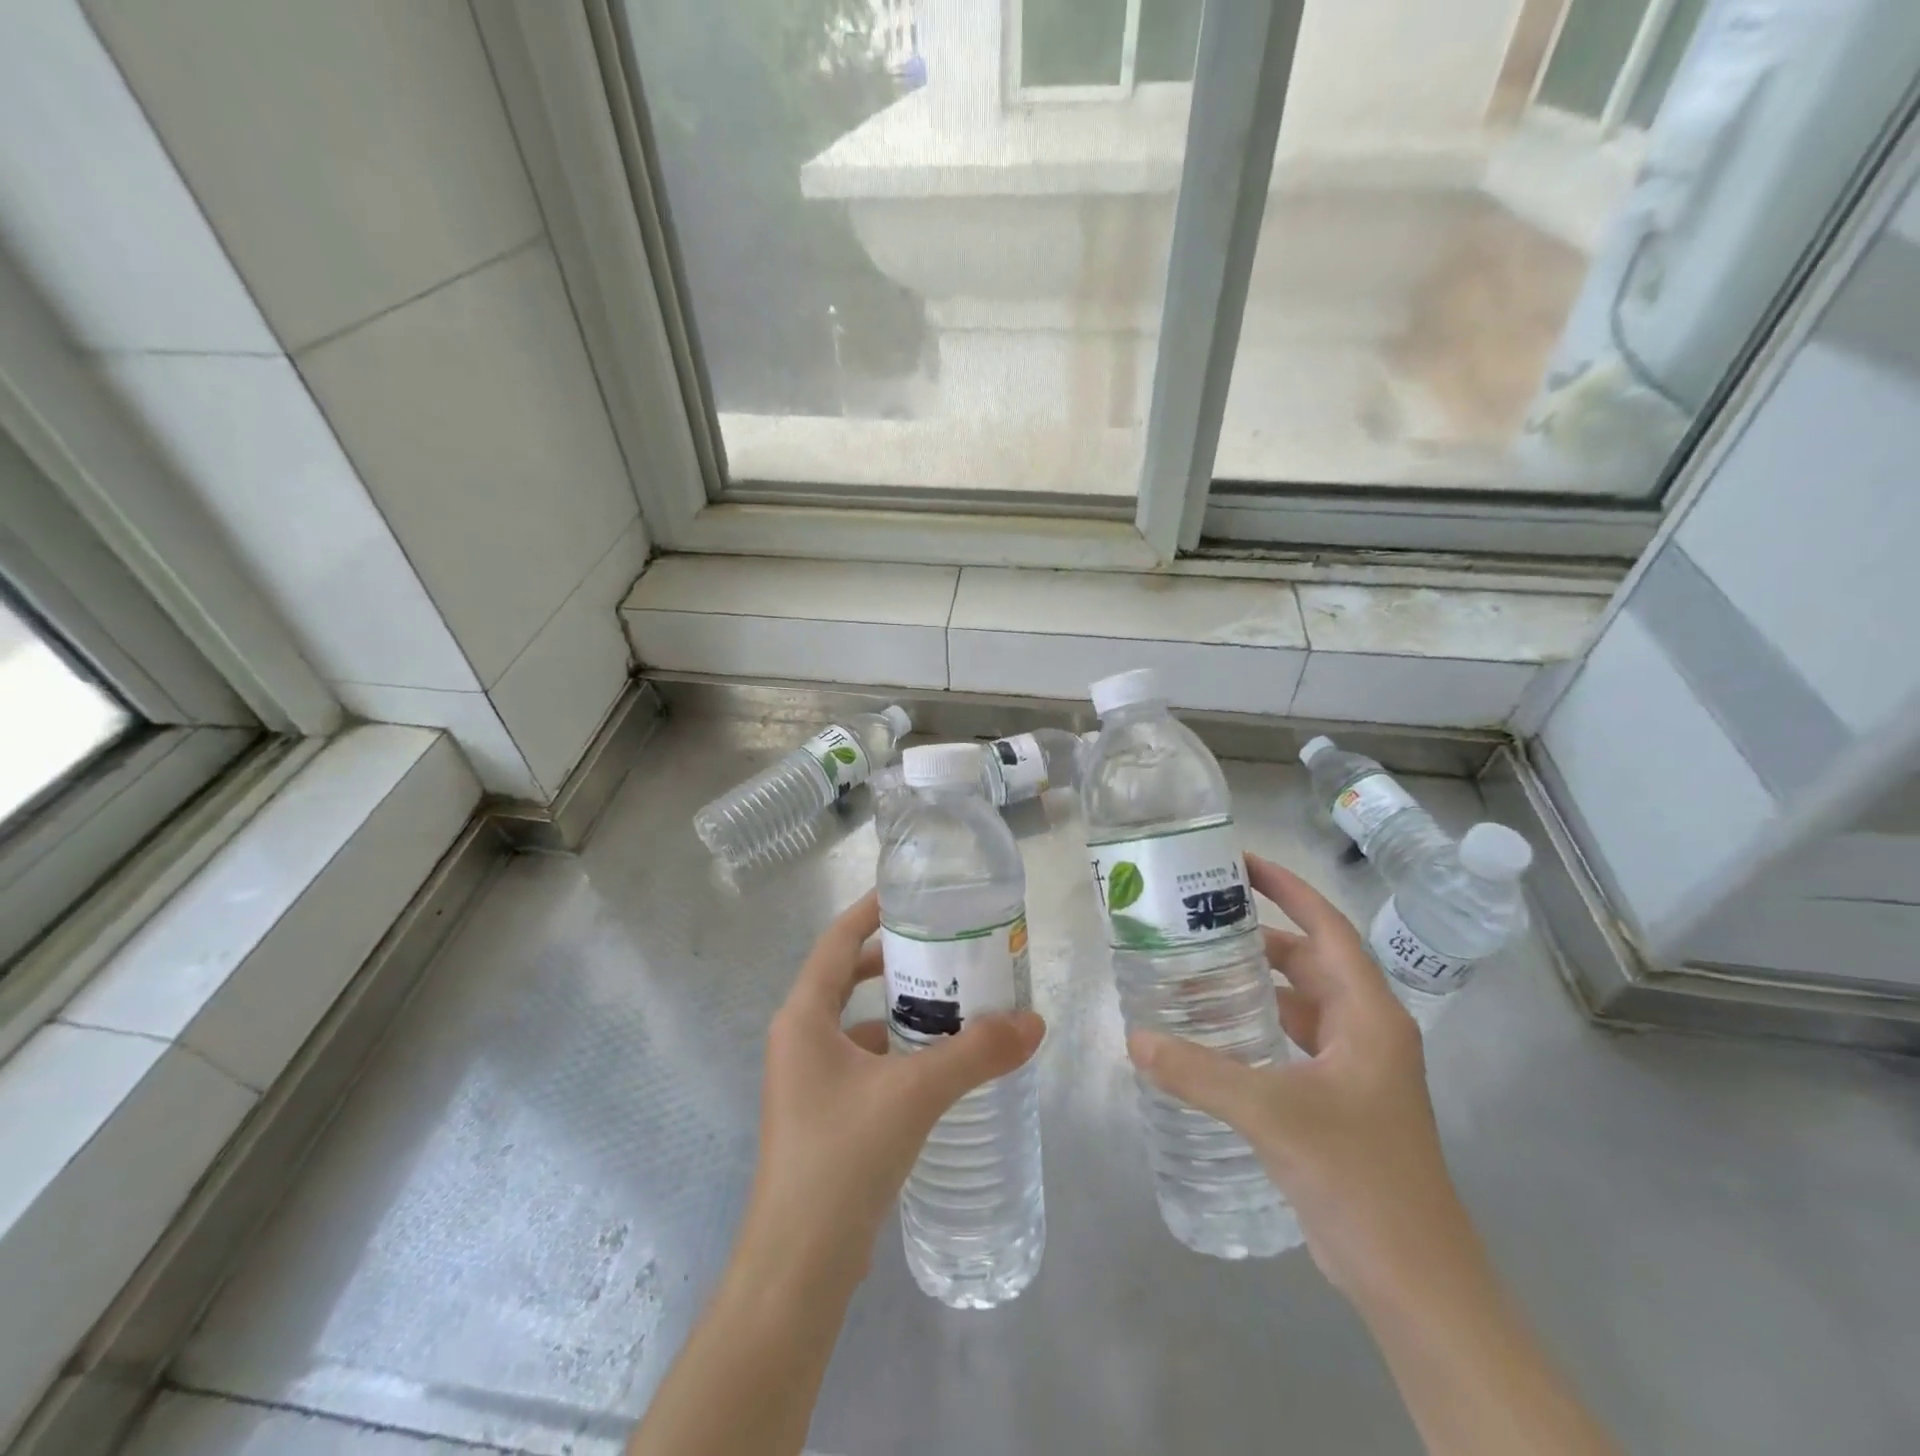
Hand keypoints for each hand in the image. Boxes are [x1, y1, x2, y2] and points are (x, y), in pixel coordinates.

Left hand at [738, 889, 1046, 1289]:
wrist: (799, 1266)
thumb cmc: (843, 1157)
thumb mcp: (914, 1093)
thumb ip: (976, 1054)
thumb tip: (1033, 1022)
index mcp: (803, 1017)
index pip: (836, 940)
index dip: (870, 912)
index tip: (912, 895)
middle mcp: (798, 1039)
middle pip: (846, 978)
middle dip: (894, 962)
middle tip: (947, 950)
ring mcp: (807, 1081)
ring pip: (857, 1025)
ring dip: (899, 1011)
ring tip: (954, 1004)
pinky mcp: (822, 1116)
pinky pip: (863, 1063)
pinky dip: (897, 1054)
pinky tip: (937, 1067)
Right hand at [1127, 854, 1465, 1302]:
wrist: (1414, 1279)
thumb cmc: (1360, 1178)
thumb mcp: (1274, 1115)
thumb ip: (1201, 1073)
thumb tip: (1136, 1038)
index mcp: (1368, 1014)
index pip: (1327, 928)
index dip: (1287, 889)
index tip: (1240, 863)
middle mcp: (1365, 1029)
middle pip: (1308, 961)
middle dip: (1257, 936)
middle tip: (1197, 918)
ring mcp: (1353, 1066)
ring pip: (1298, 1003)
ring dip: (1253, 984)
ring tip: (1193, 968)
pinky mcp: (1337, 1098)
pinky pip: (1290, 1040)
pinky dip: (1254, 1026)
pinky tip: (1212, 1033)